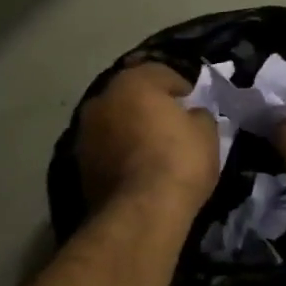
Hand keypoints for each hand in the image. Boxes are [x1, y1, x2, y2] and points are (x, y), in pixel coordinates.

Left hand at [77, 64, 219, 213]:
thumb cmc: (179, 161)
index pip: (161, 73)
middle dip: (150, 106)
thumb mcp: (207, 134)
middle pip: (131, 95)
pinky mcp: (79, 164)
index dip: (181, 87)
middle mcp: (102, 100)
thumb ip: (199, 116)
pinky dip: (120, 152)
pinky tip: (138, 168)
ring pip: (115, 121)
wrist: (141, 212)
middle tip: (172, 123)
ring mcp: (85, 132)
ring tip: (153, 148)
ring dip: (131, 129)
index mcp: (134, 83)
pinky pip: (107, 148)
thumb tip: (191, 115)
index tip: (193, 102)